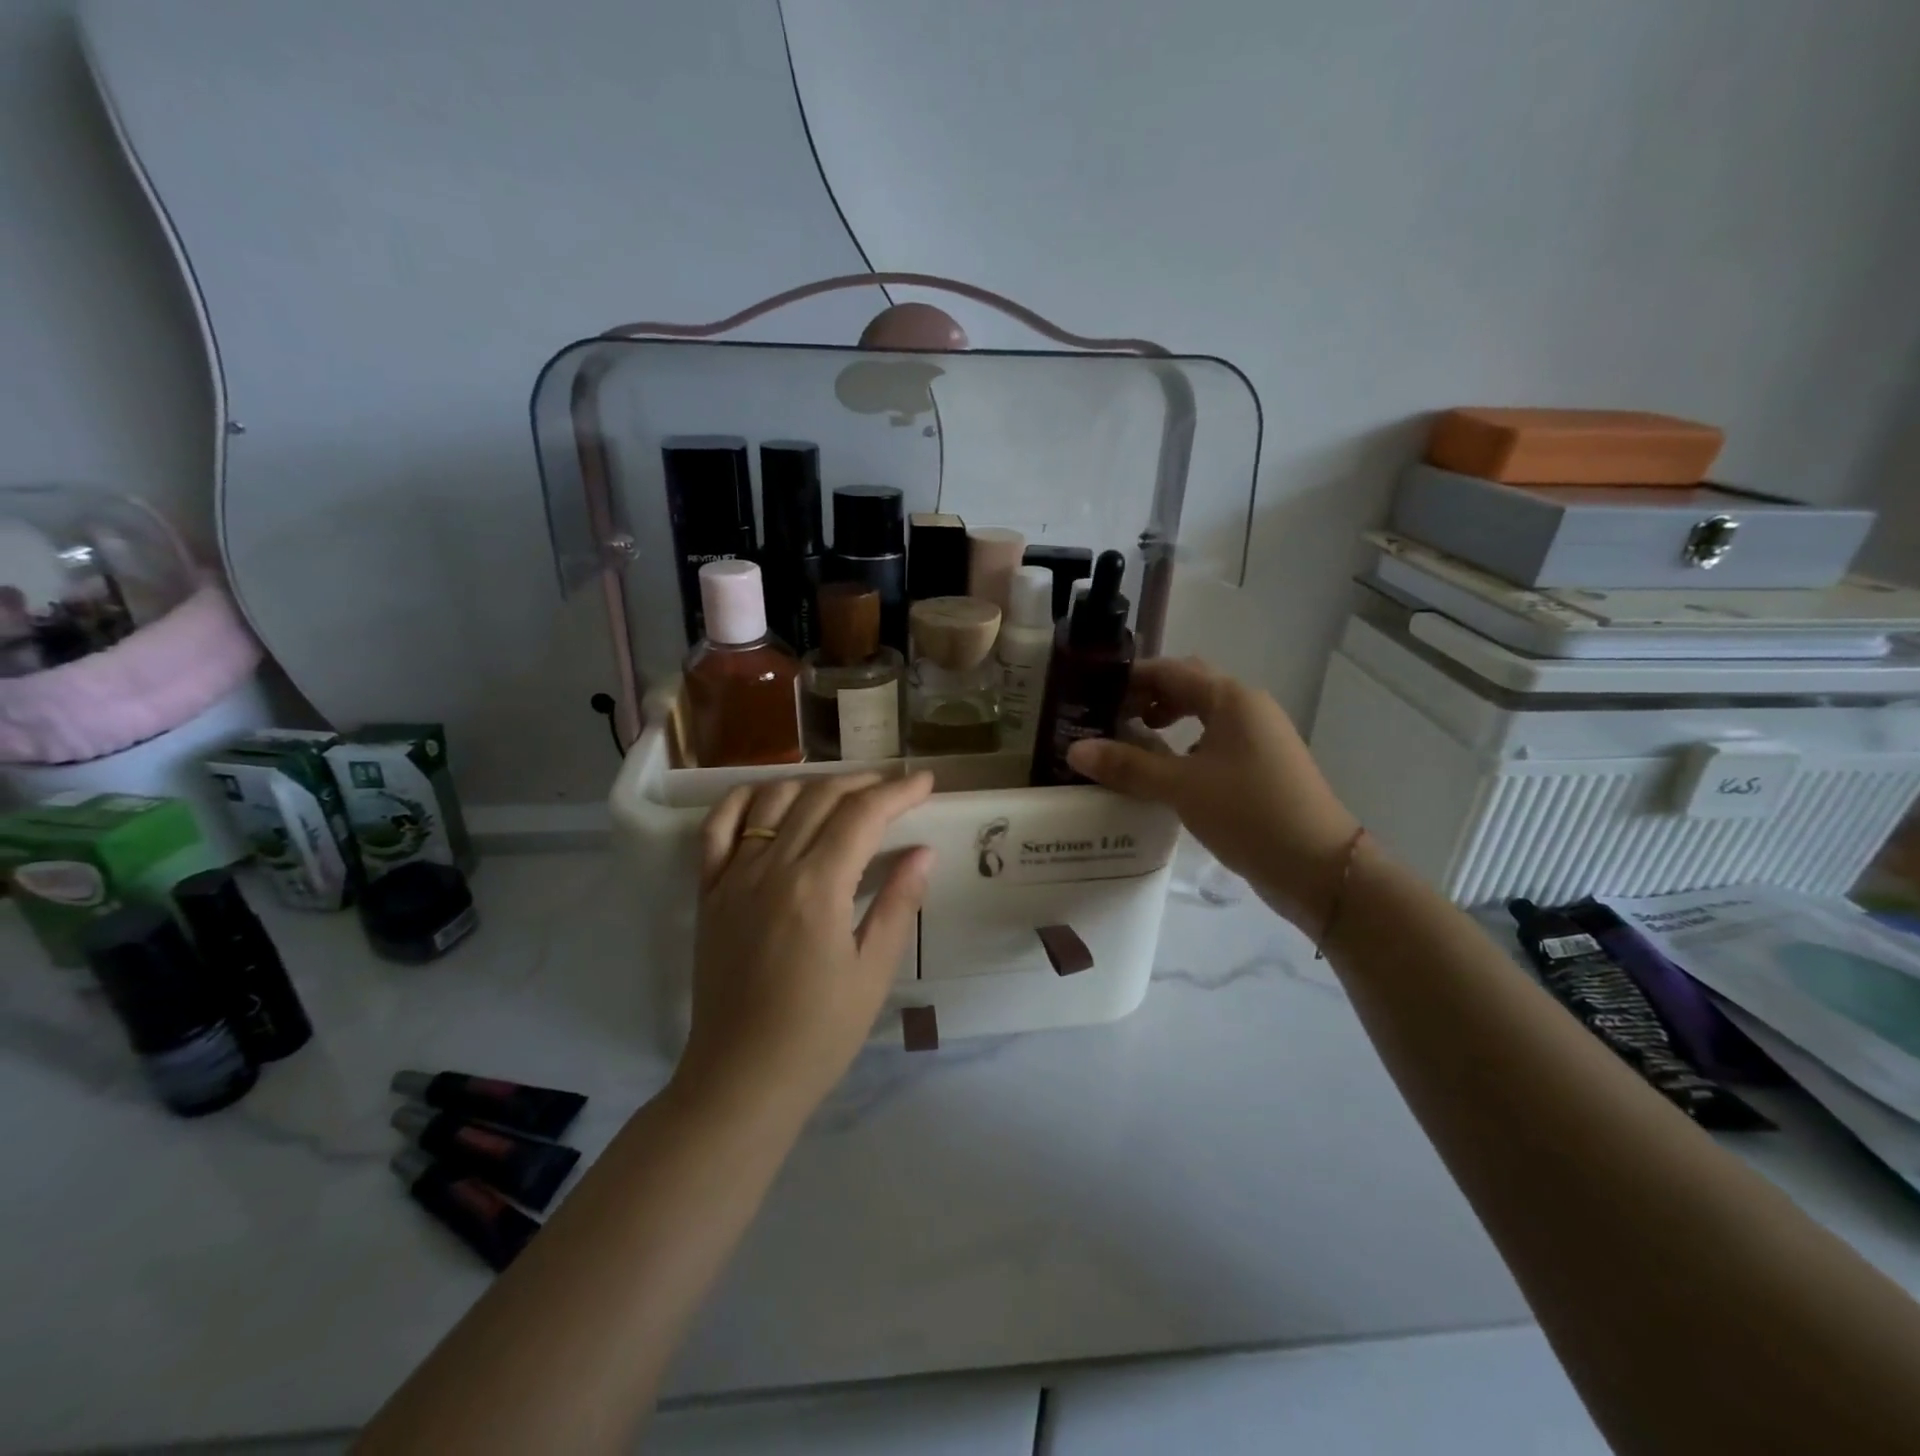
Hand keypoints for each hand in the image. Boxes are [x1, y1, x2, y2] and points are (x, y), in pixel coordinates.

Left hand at [682, 772, 935, 1112]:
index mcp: (817, 887)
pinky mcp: (708, 892)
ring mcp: (732, 876)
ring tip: (843, 793)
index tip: (925, 782)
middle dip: (864, 783)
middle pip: (820, 798)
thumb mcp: (873, 972)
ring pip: (772, 800)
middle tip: (895, 787)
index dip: (898, 791)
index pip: (862, 814)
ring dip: (813, 784)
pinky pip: (717, 828)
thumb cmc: (819, 1033)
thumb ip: (898, 904)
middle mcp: (771, 867)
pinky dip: (742, 800)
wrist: (741, 1078)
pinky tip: (767, 796)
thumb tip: (923, 851)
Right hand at [1066, 658, 1359, 930]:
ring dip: (1165, 720)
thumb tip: (1074, 750)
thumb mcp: (1181, 788)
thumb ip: (1127, 766)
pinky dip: (1184, 745)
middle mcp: (1247, 708)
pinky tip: (1164, 771)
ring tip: (1129, 741)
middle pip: (1187, 687)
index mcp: (1231, 699)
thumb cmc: (1249, 813)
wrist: (1319, 867)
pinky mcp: (1260, 766)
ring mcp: (1257, 738)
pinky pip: (1213, 741)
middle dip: (1146, 697)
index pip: (1169, 671)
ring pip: (1202, 715)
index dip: (1129, 678)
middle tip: (1107, 717)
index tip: (1091, 694)